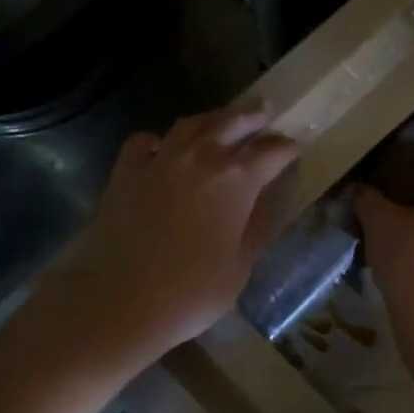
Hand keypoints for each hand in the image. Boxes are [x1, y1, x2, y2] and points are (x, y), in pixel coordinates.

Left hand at [41, 105, 297, 371]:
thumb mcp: (239, 267)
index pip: (271, 152)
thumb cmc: (190, 292)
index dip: (286, 148)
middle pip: (232, 122)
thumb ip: (254, 228)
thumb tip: (263, 203)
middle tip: (266, 110)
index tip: (295, 148)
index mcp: (236, 179)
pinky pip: (145, 142)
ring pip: (190, 124)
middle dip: (252, 116)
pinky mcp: (125, 173)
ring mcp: (159, 161)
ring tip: (222, 120)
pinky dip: (159, 141)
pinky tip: (163, 150)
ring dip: (212, 119)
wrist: (118, 301)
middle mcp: (200, 158)